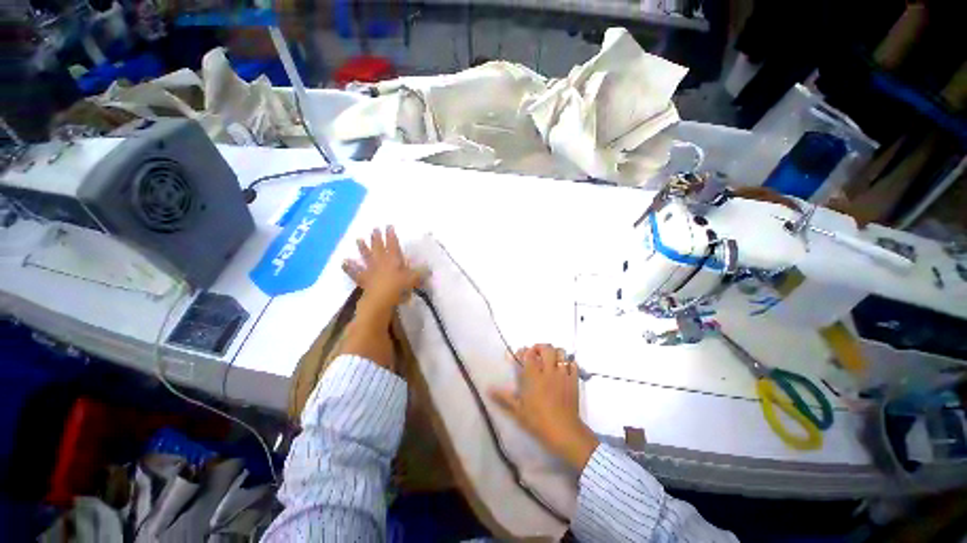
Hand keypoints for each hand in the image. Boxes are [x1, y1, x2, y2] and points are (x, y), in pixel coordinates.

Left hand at [343, 226, 424, 310]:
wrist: (381, 299)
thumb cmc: (399, 287)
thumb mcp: (414, 279)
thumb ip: (421, 273)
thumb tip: (429, 268)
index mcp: (393, 259)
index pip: (393, 244)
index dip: (391, 235)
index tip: (389, 226)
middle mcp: (381, 261)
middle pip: (378, 247)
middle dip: (377, 237)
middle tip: (374, 229)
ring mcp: (371, 270)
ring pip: (366, 256)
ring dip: (362, 248)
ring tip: (358, 239)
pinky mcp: (363, 279)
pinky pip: (355, 272)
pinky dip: (349, 267)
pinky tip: (344, 262)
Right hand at [491, 344, 598, 470]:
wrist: (564, 432)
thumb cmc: (538, 421)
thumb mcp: (518, 410)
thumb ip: (503, 397)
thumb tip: (488, 389)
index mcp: (533, 376)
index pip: (529, 354)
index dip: (525, 351)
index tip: (522, 354)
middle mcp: (548, 371)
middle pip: (547, 348)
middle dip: (541, 347)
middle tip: (537, 354)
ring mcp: (562, 375)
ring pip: (561, 353)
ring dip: (556, 353)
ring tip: (551, 360)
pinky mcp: (574, 381)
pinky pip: (573, 364)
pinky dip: (568, 363)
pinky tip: (564, 369)